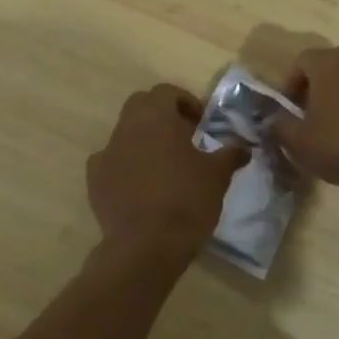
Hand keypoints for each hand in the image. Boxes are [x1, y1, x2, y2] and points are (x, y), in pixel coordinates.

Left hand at [88, 85, 248, 256]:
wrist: (146, 246)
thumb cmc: (187, 201)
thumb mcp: (218, 176)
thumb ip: (230, 154)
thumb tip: (244, 147)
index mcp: (156, 117)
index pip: (166, 92)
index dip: (186, 102)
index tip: (201, 123)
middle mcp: (126, 128)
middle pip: (141, 106)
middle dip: (161, 116)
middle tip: (184, 138)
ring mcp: (106, 153)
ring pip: (125, 134)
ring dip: (144, 141)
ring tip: (165, 166)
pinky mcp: (94, 180)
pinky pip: (111, 162)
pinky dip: (126, 166)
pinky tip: (141, 187)